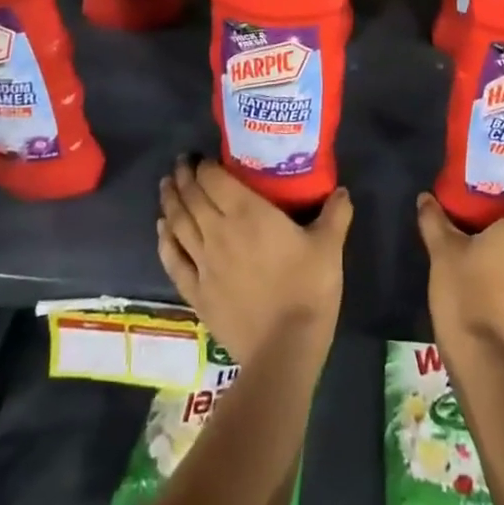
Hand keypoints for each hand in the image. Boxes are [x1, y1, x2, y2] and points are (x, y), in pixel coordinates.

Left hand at [158, 158, 351, 364]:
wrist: (284, 349)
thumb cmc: (308, 290)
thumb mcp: (329, 247)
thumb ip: (335, 214)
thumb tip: (342, 190)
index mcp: (247, 213)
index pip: (215, 179)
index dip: (204, 165)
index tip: (201, 156)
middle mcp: (218, 231)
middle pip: (192, 196)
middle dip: (183, 177)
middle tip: (180, 163)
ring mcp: (203, 262)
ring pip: (178, 223)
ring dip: (170, 201)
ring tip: (166, 185)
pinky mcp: (196, 292)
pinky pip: (173, 259)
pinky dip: (164, 239)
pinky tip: (161, 228)